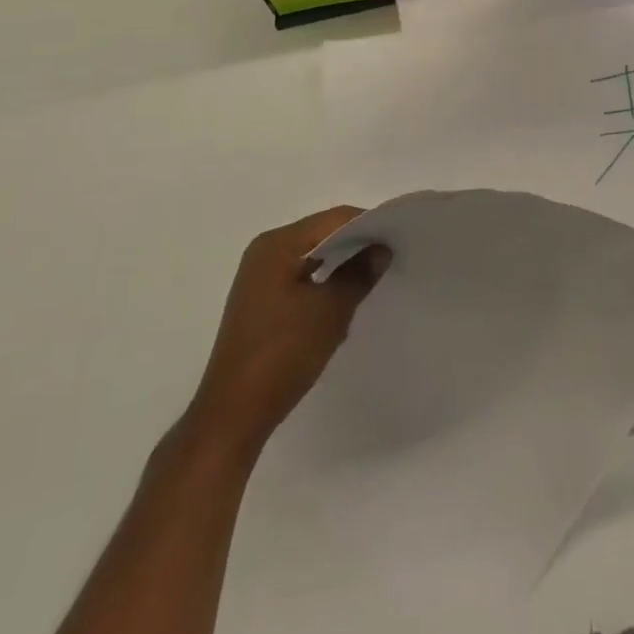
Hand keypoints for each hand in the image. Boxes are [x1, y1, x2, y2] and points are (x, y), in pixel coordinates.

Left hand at [180, 207, 386, 463]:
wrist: (234, 414)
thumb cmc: (283, 353)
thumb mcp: (330, 310)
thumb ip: (359, 273)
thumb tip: (382, 248)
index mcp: (277, 244)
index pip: (334, 219)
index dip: (369, 224)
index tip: (399, 237)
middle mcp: (265, 251)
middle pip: (321, 234)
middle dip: (356, 243)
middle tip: (391, 256)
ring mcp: (260, 277)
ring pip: (312, 256)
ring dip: (341, 263)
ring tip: (373, 275)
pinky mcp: (261, 302)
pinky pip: (301, 276)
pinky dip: (324, 281)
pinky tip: (345, 297)